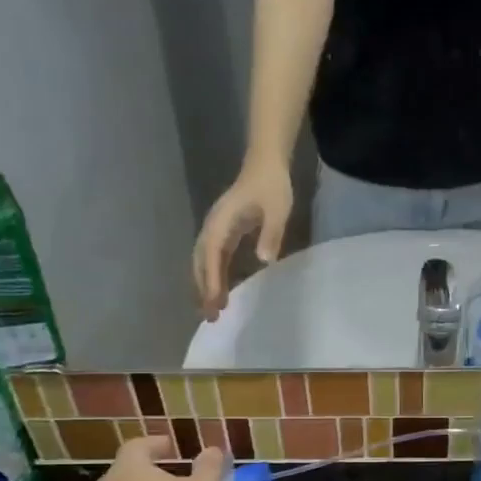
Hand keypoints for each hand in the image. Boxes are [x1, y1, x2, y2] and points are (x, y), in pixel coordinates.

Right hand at [192, 160, 293, 320]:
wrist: (265, 164)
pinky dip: (213, 276)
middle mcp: (213, 226)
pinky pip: (213, 258)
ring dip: (206, 286)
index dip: (213, 279)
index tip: (215, 301)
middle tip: (211, 316)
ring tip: (213, 311)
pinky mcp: (223, 232)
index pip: (213, 254)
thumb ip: (272, 233)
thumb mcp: (278, 209)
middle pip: (202, 262)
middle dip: (204, 289)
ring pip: (204, 262)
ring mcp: (216, 229)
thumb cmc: (272, 186)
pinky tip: (220, 293)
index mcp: (222, 221)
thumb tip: (264, 260)